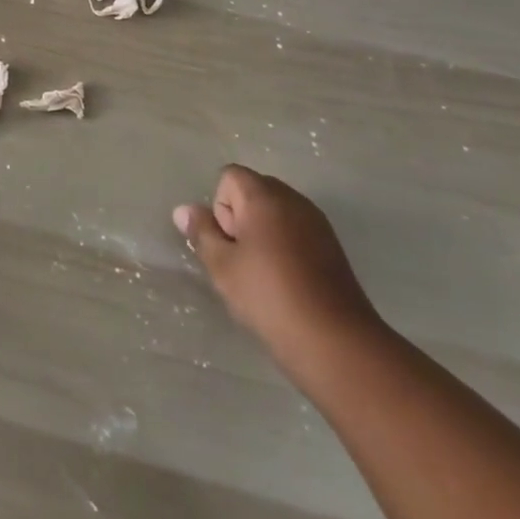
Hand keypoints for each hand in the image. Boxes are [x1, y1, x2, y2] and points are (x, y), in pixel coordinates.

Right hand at [174, 165, 385, 383]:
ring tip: (262, 273)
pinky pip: (297, 231)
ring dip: (262, 233)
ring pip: (276, 213)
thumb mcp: (222, 266)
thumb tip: (184, 210)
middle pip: (254, 190)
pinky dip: (285, 246)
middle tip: (240, 258)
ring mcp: (317, 222)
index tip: (228, 242)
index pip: (229, 176)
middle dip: (240, 217)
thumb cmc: (269, 296)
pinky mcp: (333, 247)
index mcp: (264, 196)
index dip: (220, 206)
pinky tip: (286, 281)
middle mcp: (293, 200)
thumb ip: (202, 232)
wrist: (336, 342)